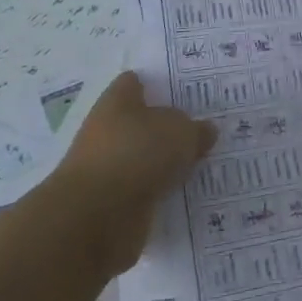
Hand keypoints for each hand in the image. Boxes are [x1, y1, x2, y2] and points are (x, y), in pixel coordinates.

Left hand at [55, 71, 215, 274]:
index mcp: (117, 102)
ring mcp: (107, 169)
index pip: (135, 82)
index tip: (186, 90)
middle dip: (168, 127)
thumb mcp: (181, 132)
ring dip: (165, 162)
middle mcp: (107, 131)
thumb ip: (196, 129)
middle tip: (204, 127)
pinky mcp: (111, 204)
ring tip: (203, 162)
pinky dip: (161, 192)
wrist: (96, 218)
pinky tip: (188, 192)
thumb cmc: (137, 154)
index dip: (158, 83)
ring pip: (144, 158)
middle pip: (141, 122)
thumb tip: (204, 131)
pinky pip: (144, 190)